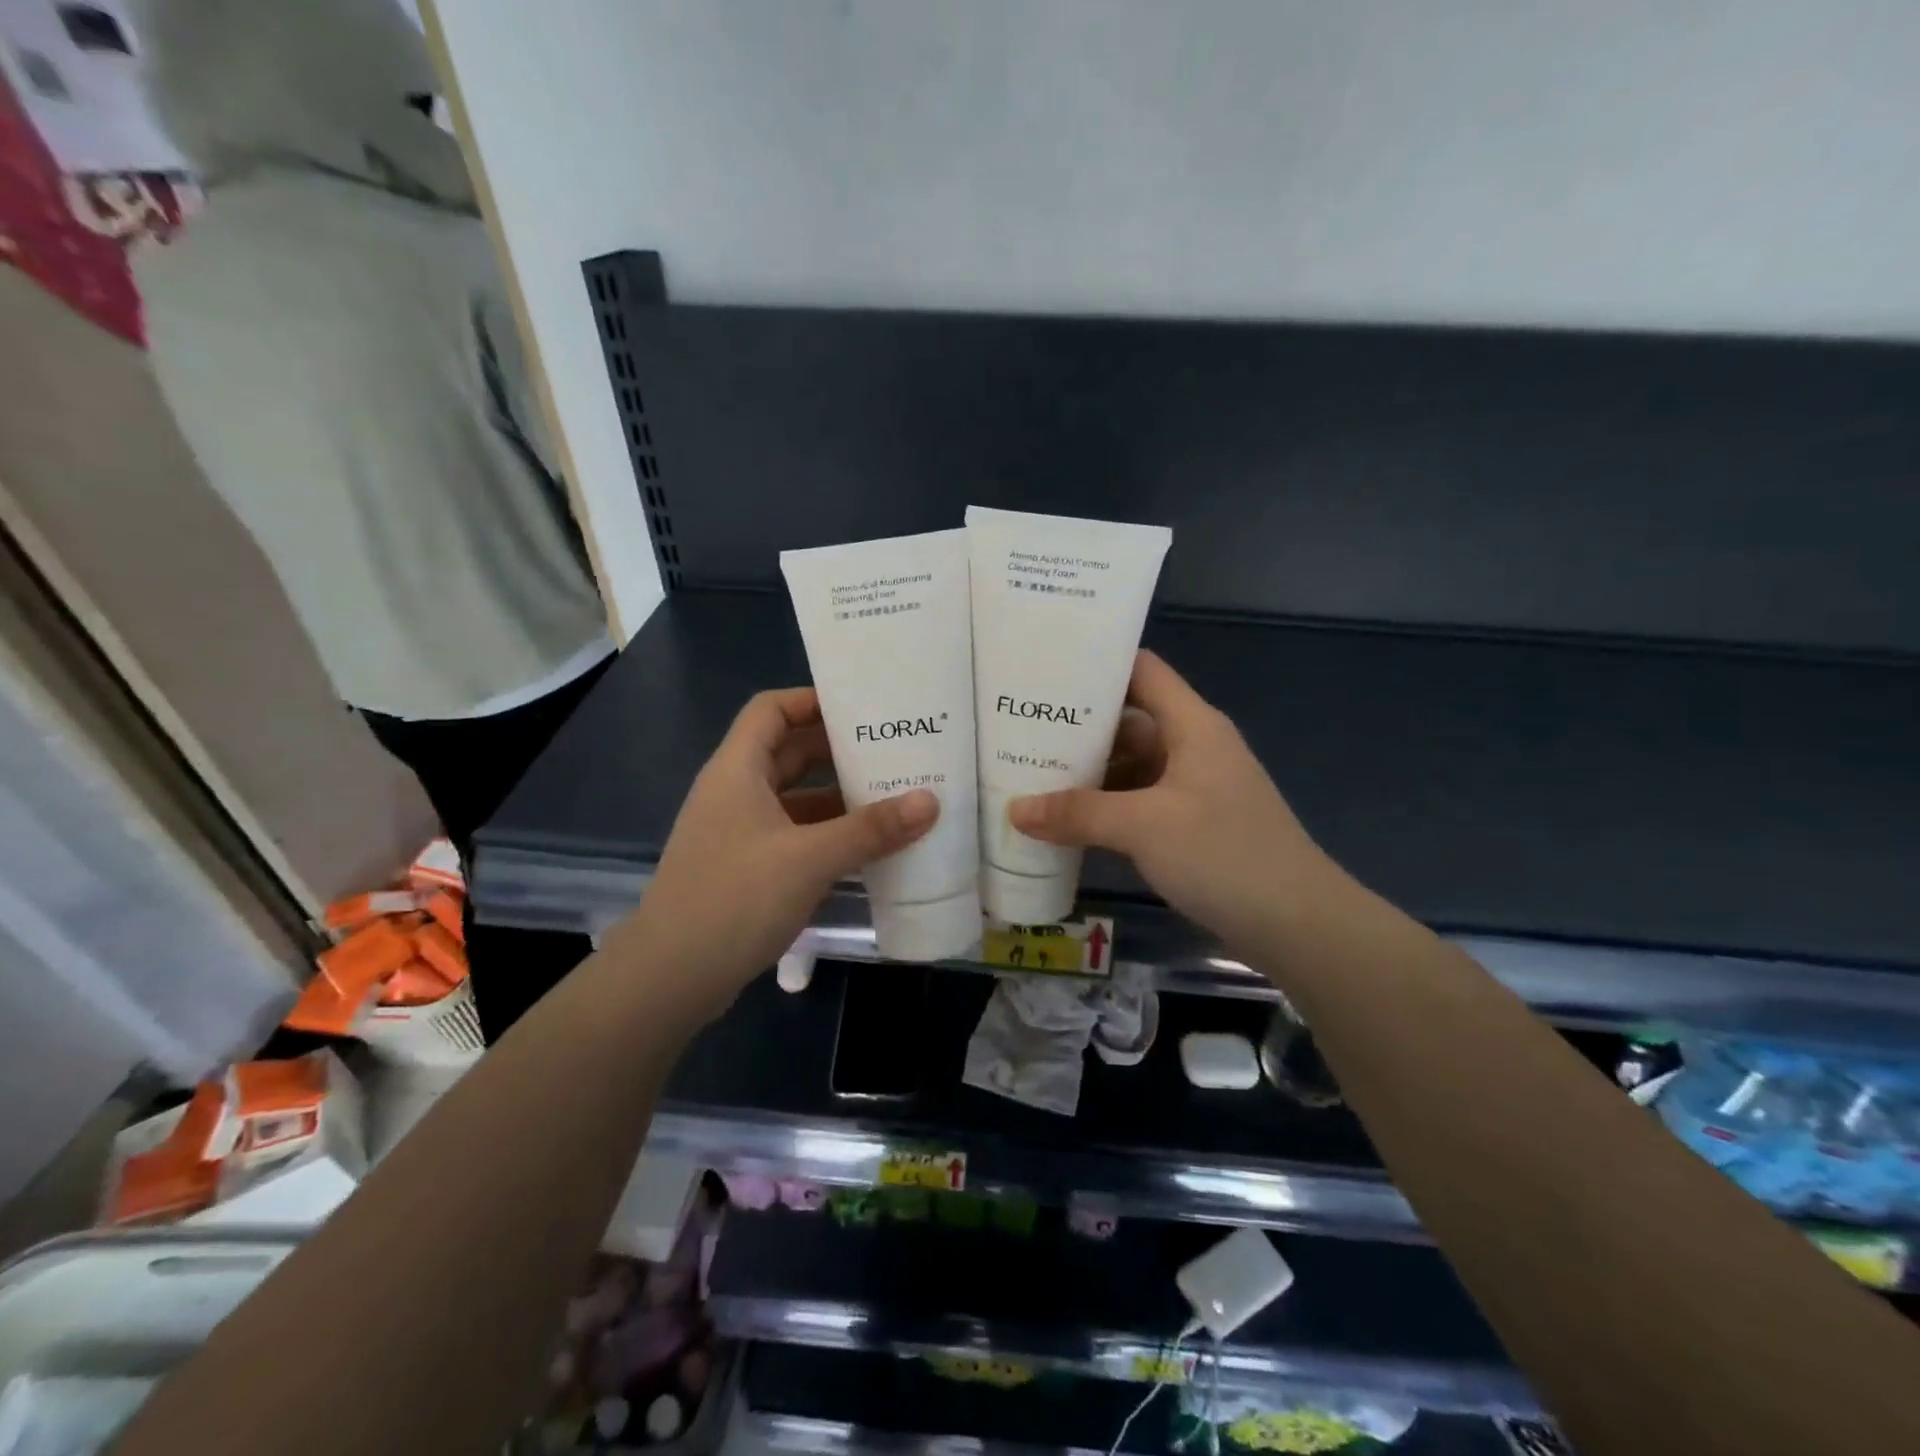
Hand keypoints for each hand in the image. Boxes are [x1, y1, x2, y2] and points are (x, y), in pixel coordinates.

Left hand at [617, 688, 936, 1013]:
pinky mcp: (746, 868)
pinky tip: (866, 848)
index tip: (862, 708)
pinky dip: (827, 834)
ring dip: (837, 797)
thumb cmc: (735, 899)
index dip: (812, 700)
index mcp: (737, 770)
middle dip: (837, 750)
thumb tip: (931, 801)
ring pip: (794, 798)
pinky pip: (793, 835)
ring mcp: (738, 833)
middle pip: (788, 753)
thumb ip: (871, 830)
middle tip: (892, 750)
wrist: (671, 978)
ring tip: (892, 796)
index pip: (771, 709)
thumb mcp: (810, 859)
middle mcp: (735, 792)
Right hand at [1008, 651, 1334, 955]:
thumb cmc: (1224, 855)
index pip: (1141, 671)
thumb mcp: (1144, 827)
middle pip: (1128, 720)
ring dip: (1087, 773)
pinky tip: (1065, 819)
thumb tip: (1014, 810)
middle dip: (1076, 728)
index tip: (1043, 670)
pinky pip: (1137, 802)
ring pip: (1130, 765)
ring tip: (1028, 773)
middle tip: (1018, 730)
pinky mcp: (1190, 825)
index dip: (1096, 664)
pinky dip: (1104, 807)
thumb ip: (1078, 813)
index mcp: (1191, 725)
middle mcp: (1192, 747)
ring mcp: (1192, 788)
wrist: (1298, 925)